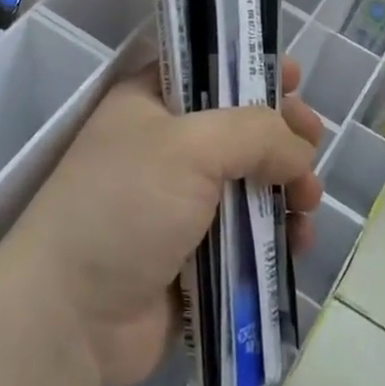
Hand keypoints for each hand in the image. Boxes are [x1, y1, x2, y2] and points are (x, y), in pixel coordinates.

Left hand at [3, 60, 324, 385]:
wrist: (72, 316)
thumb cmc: (125, 208)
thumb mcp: (189, 147)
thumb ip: (255, 133)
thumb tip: (299, 152)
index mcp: (152, 103)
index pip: (209, 69)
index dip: (251, 70)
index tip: (293, 80)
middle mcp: (168, 145)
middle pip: (240, 126)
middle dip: (282, 134)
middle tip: (312, 143)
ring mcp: (183, 202)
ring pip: (252, 181)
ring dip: (288, 187)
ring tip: (307, 201)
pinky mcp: (197, 254)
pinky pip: (250, 232)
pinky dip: (277, 233)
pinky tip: (297, 242)